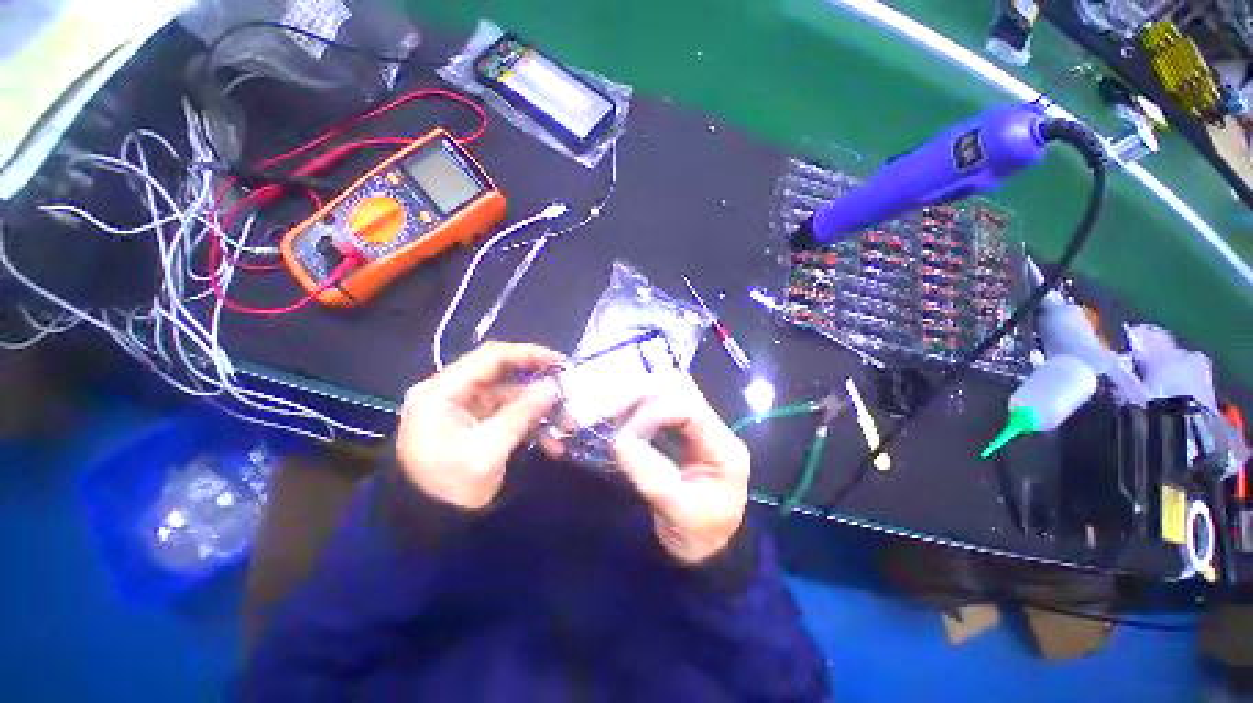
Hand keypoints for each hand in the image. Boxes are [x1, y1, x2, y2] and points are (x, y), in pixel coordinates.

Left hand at [396, 342, 562, 509]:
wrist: (427, 527)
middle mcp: (451, 392)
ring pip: (511, 397)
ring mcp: (464, 407)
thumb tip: (554, 386)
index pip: (491, 357)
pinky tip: (551, 443)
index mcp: (442, 392)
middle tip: (569, 396)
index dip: (528, 354)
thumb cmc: (451, 488)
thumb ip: (523, 413)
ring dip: (540, 411)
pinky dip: (531, 425)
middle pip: (504, 378)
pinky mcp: (475, 422)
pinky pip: (509, 415)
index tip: (560, 362)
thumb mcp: (489, 451)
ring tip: (567, 428)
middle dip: (540, 389)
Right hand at [612, 375, 750, 565]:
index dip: (654, 414)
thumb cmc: (697, 535)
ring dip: (644, 392)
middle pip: (684, 389)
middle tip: (615, 408)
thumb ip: (650, 477)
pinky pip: (666, 401)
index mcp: (724, 450)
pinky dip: (644, 400)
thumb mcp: (676, 513)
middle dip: (646, 392)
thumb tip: (620, 440)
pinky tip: (627, 411)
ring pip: (675, 389)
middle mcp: (716, 428)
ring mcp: (702, 425)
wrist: (707, 546)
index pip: (690, 410)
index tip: (627, 435)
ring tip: (617, 407)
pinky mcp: (687, 429)